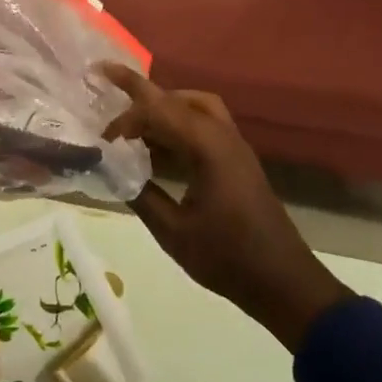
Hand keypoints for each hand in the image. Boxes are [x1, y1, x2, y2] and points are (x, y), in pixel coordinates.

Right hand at [101, 65, 350, 350]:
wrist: (283, 281)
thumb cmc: (227, 257)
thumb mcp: (173, 232)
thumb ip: (139, 194)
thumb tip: (110, 169)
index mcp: (207, 147)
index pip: (159, 108)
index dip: (126, 102)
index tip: (98, 107)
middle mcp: (222, 136)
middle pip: (177, 100)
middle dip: (141, 100)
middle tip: (111, 117)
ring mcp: (234, 147)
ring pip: (194, 108)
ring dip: (162, 109)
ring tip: (133, 128)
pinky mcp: (238, 161)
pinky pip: (204, 125)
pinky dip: (177, 125)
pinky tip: (158, 149)